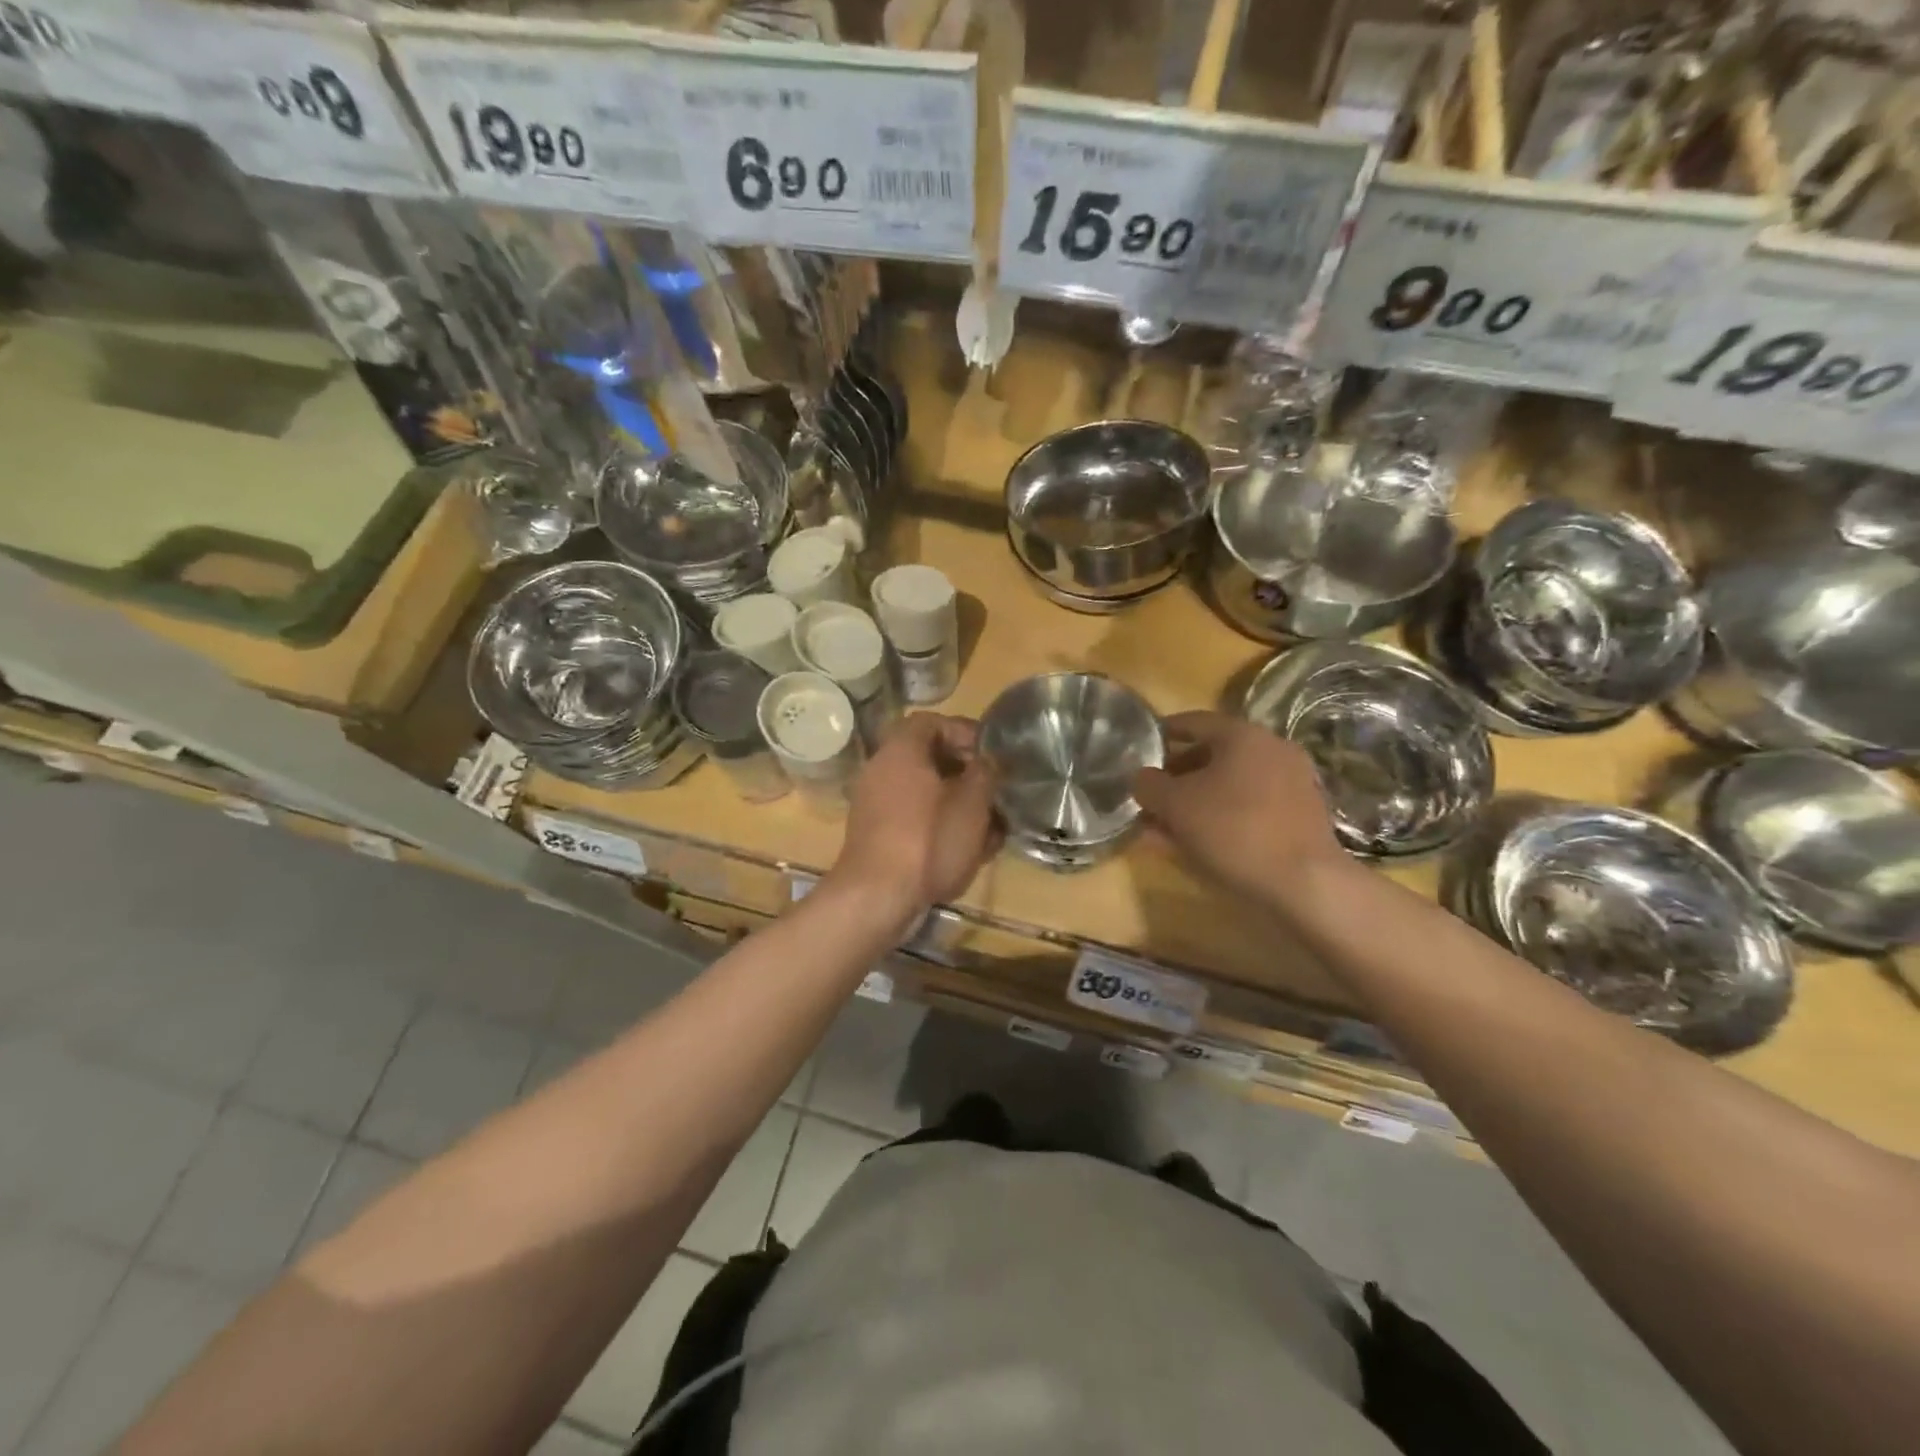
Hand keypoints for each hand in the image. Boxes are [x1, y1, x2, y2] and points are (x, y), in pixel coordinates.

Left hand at [823, 714, 998, 930]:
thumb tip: (988, 761)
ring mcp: (875, 804)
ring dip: (958, 806)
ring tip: (990, 829)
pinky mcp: (876, 835)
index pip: (933, 722)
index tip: (992, 754)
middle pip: (929, 759)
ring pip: (926, 794)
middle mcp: (881, 769)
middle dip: (967, 775)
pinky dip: (940, 827)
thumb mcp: (972, 803)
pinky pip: (914, 819)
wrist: (876, 897)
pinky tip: (967, 852)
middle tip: (994, 793)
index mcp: (901, 750)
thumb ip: (985, 773)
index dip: (965, 732)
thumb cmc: (928, 840)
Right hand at [1132, 711, 1345, 908]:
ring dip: (1196, 801)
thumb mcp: (1175, 805)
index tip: (1141, 746)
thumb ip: (1149, 785)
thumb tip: (1142, 778)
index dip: (1162, 733)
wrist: (1304, 883)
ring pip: (1229, 786)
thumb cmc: (1234, 829)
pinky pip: (1248, 809)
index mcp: (1243, 735)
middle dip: (1177, 776)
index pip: (1193, 721)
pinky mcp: (1298, 818)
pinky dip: (1221, 819)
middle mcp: (1271, 750)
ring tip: (1166, 826)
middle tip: (1151, 794)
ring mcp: (1290, 785)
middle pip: (1213, 755)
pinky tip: (1197, 844)